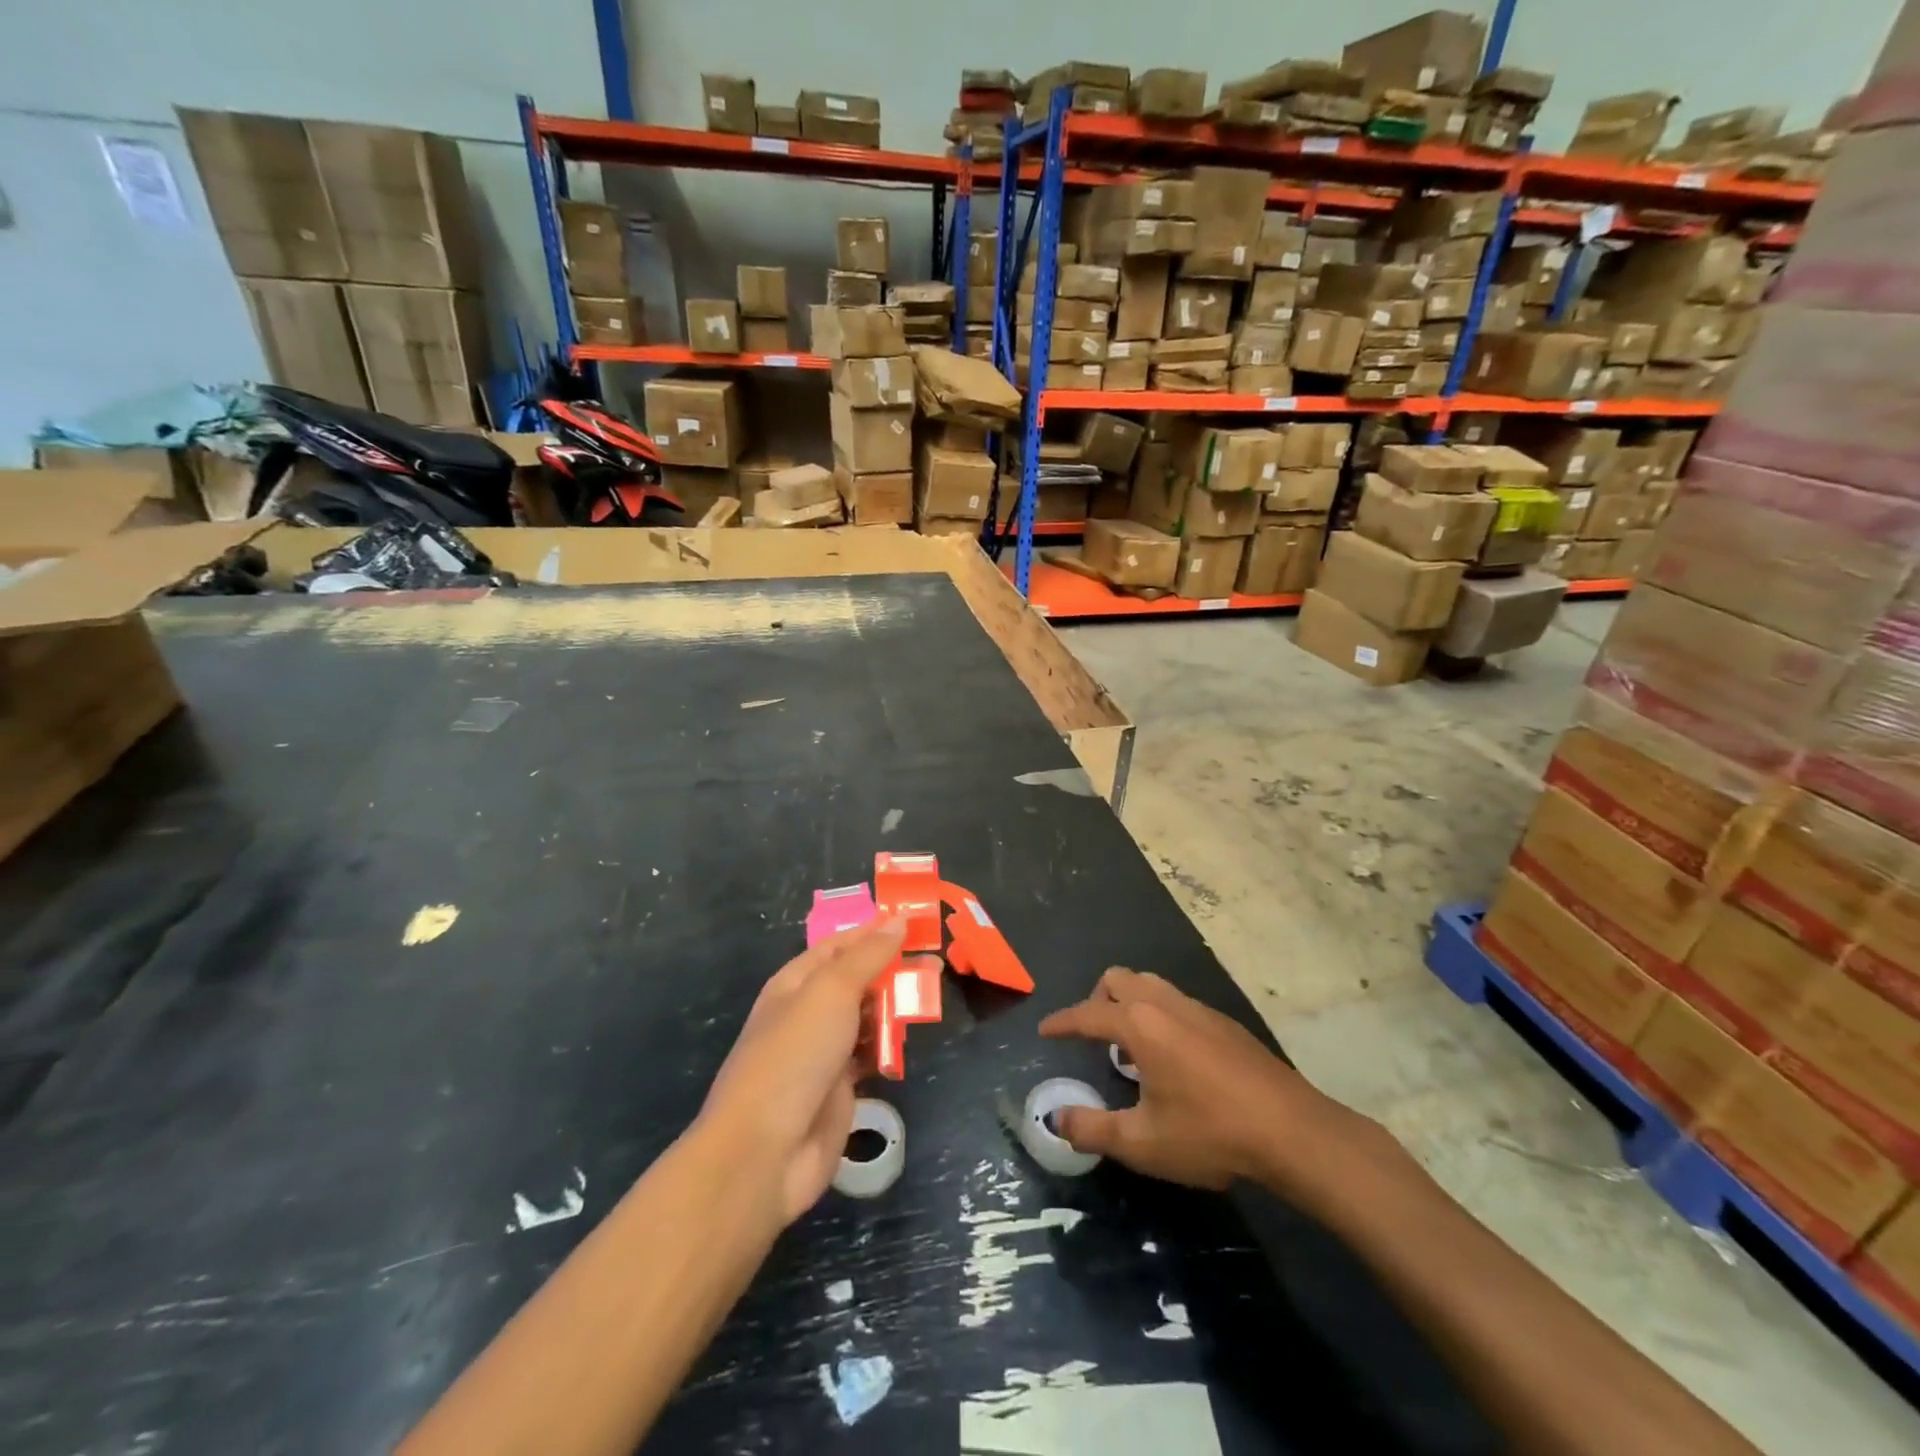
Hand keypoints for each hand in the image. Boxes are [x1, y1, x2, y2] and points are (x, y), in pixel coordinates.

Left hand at [698, 918, 905, 1227]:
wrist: (766, 1151)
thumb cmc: (795, 1055)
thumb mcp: (832, 992)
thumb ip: (867, 956)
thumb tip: (897, 920)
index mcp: (795, 982)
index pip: (840, 945)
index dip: (874, 931)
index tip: (916, 922)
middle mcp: (807, 1012)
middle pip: (856, 980)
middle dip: (892, 971)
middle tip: (935, 964)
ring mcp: (822, 1052)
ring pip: (866, 1018)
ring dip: (894, 1009)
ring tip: (929, 998)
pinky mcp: (838, 1087)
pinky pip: (869, 1055)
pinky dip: (888, 1048)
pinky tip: (907, 1044)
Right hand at [1039, 967, 1377, 1202]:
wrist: (1292, 1131)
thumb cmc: (1210, 1133)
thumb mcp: (1142, 1142)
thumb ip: (1092, 1129)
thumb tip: (1055, 1118)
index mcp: (1140, 1024)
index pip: (1088, 1013)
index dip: (1062, 1022)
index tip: (1045, 1030)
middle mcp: (1166, 1004)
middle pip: (1118, 979)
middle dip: (1097, 1000)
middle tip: (1092, 1036)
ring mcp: (1199, 1009)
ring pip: (1151, 985)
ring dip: (1130, 1004)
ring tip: (1129, 1047)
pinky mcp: (1225, 1023)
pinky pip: (1177, 1002)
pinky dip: (1159, 1016)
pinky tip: (1172, 1059)